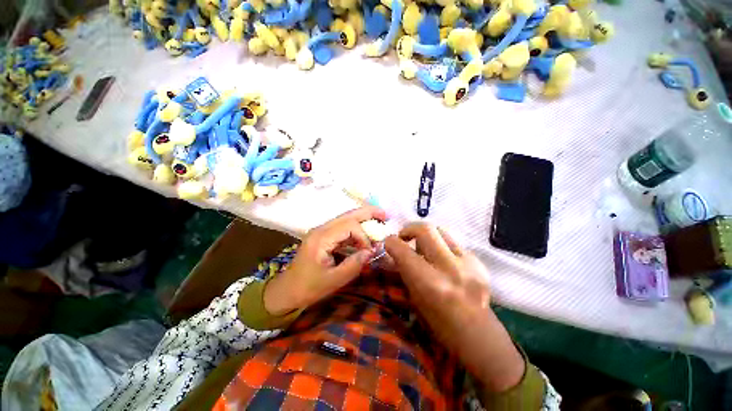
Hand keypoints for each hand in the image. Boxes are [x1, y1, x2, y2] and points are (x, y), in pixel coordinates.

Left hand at [264, 206, 387, 315]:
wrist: (287, 291)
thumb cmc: (308, 288)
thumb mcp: (333, 281)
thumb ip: (354, 265)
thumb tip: (372, 251)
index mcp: (321, 238)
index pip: (349, 226)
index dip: (364, 236)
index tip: (369, 252)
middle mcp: (321, 229)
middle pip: (347, 215)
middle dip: (367, 213)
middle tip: (385, 215)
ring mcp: (322, 232)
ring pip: (346, 219)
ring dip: (363, 219)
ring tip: (379, 221)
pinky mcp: (324, 237)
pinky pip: (343, 229)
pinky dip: (356, 230)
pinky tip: (365, 235)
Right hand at [384, 223, 524, 391]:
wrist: (479, 335)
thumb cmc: (439, 324)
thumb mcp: (414, 298)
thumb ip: (405, 270)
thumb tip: (394, 251)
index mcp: (429, 283)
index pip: (403, 250)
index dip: (391, 242)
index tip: (389, 243)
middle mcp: (449, 268)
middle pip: (425, 229)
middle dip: (409, 229)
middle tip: (405, 237)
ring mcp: (467, 263)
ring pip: (441, 231)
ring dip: (427, 235)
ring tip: (424, 247)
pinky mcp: (479, 262)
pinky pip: (454, 243)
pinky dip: (442, 247)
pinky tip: (443, 260)